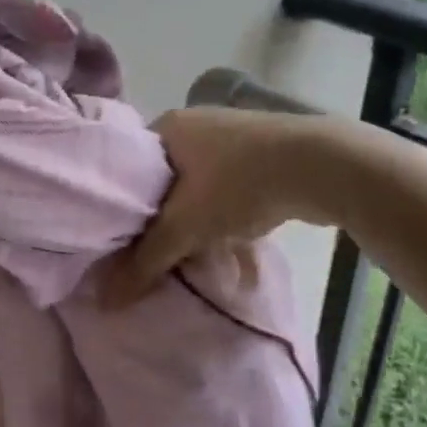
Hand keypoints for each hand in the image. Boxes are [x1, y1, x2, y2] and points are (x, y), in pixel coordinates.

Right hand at [102, 107, 339, 304]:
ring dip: (201, 229)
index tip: (122, 242)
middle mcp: (196, 126)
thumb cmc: (237, 184)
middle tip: (160, 257)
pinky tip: (240, 255)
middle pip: (165, 185)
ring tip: (201, 261)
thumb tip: (107, 300)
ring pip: (200, 192)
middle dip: (166, 225)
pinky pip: (232, 193)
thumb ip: (145, 262)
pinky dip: (231, 223)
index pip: (128, 170)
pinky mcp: (263, 155)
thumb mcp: (184, 226)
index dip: (123, 208)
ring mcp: (232, 138)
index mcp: (167, 128)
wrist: (320, 165)